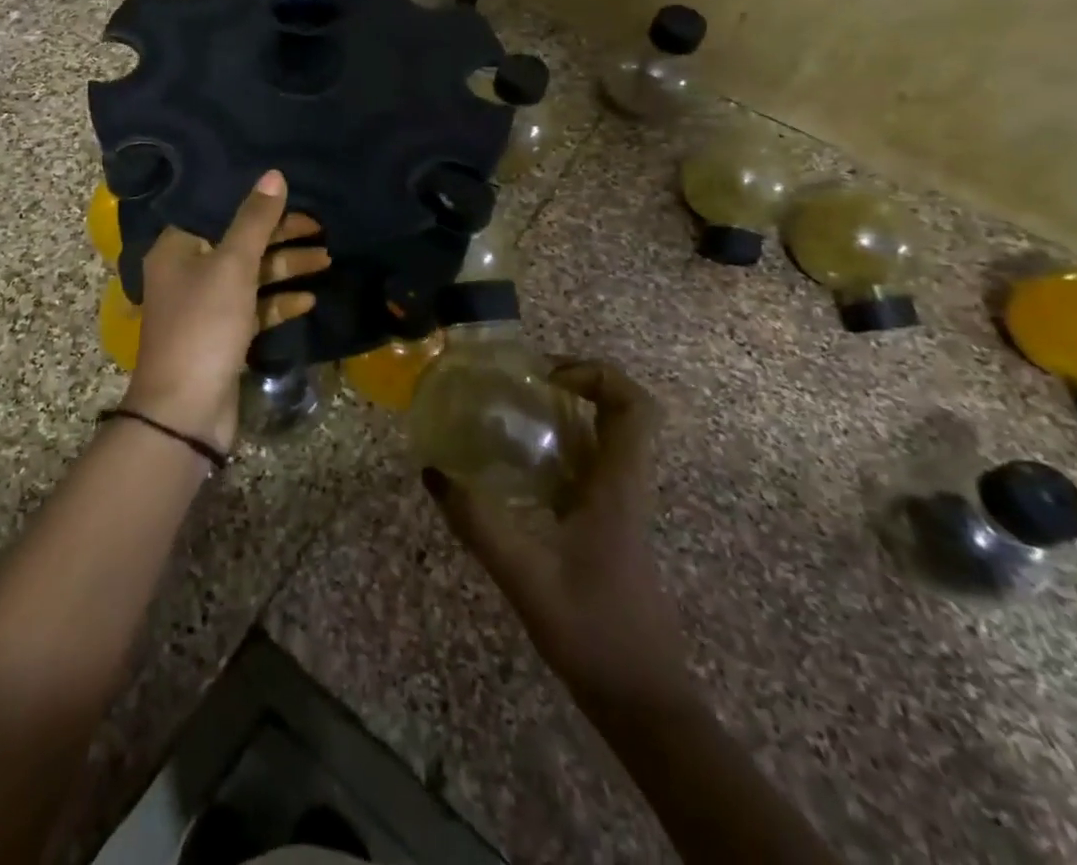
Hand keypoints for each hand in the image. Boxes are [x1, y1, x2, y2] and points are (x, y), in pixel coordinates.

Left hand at [126, 170, 327, 450]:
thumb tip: (274, 175)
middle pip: (240, 243)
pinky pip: (254, 308)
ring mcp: (205, 306)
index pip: (220, 212)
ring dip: (286, 268)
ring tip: (326, 260)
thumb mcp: (232, 266)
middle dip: (281, 238)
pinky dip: (278, 302)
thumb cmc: (204, 326)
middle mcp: (187, 272)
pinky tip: (309, 300)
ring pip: (251, 276)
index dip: (258, 205)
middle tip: (321, 229)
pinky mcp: (222, 335)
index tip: (295, 197)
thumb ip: (255, 220)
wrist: (186, 410)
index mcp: (177, 248)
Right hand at [423, 362, 689, 707]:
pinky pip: (586, 468)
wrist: (643, 702)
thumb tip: (433, 472)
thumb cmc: (594, 633)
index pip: (636, 407)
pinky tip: (512, 469)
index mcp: (619, 486)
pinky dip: (555, 451)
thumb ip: (478, 523)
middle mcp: (624, 487)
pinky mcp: (606, 527)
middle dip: (574, 385)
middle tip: (519, 387)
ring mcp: (617, 507)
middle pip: (619, 412)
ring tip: (508, 415)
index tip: (548, 377)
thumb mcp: (526, 576)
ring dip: (563, 417)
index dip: (598, 374)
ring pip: (603, 439)